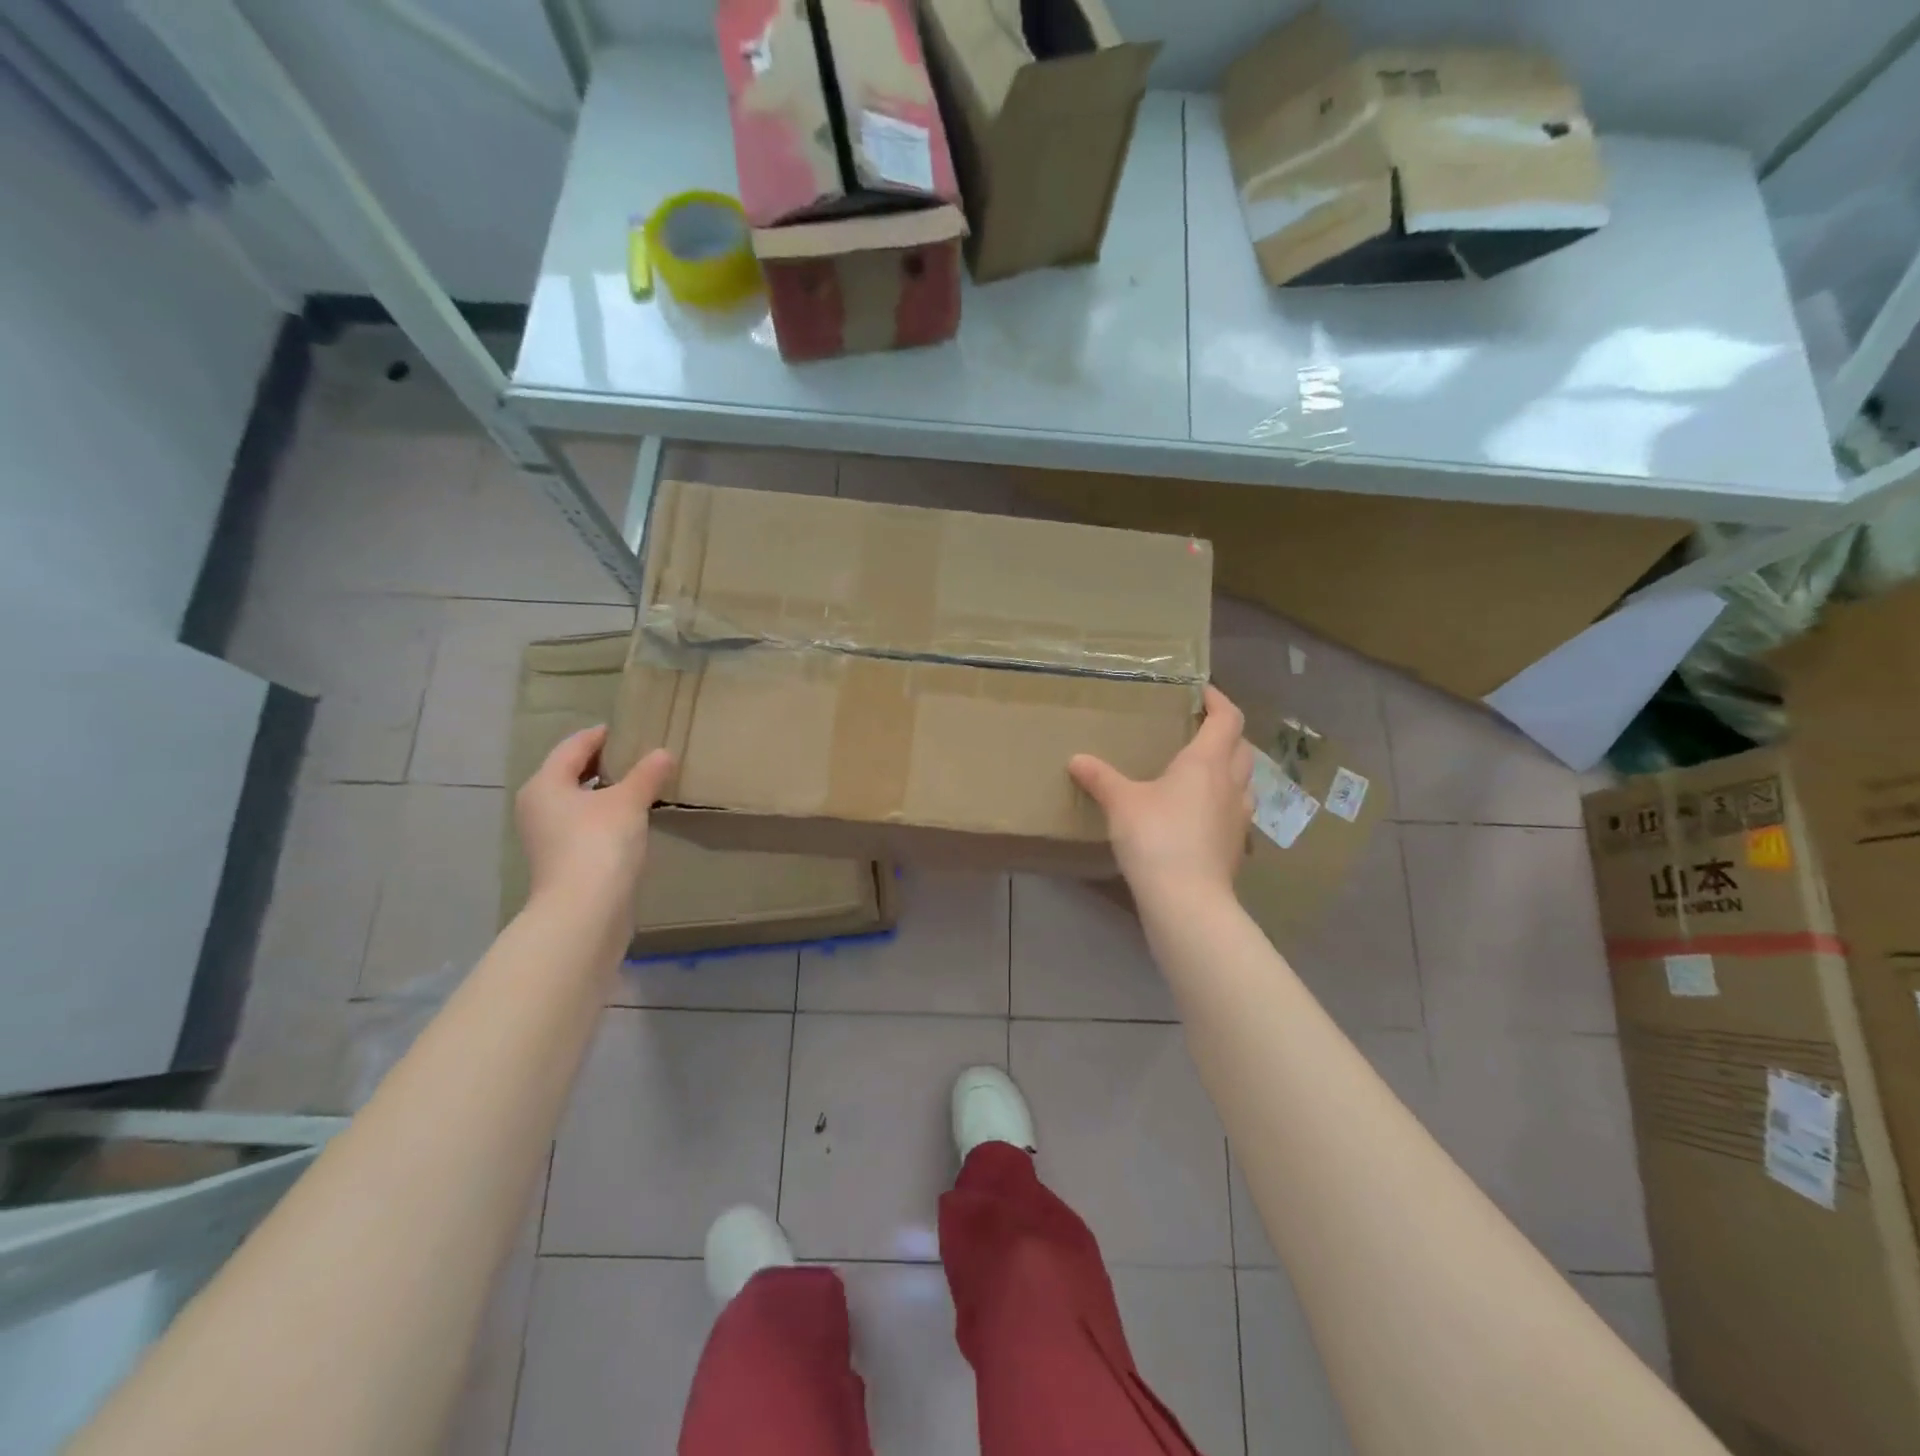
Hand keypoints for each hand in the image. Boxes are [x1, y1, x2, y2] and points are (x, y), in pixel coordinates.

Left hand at [515, 726, 676, 911]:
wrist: (584, 911)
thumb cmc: (599, 843)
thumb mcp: (629, 802)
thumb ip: (646, 775)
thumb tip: (663, 753)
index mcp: (545, 784)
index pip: (573, 747)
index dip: (600, 735)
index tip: (628, 729)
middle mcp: (538, 806)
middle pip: (571, 774)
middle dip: (603, 764)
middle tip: (638, 755)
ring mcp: (548, 837)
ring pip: (579, 802)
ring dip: (606, 792)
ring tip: (640, 786)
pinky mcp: (563, 860)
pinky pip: (585, 825)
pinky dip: (605, 816)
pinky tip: (632, 820)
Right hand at [1069, 685, 1253, 904]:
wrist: (1187, 899)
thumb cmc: (1156, 837)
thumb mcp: (1121, 803)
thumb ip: (1100, 778)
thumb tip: (1076, 760)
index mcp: (1207, 762)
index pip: (1228, 719)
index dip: (1219, 701)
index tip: (1203, 693)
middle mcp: (1231, 784)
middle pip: (1242, 747)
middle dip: (1226, 734)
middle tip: (1200, 731)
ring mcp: (1238, 817)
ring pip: (1244, 781)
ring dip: (1230, 769)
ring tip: (1203, 772)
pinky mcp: (1236, 846)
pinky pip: (1235, 811)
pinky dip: (1223, 802)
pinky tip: (1200, 815)